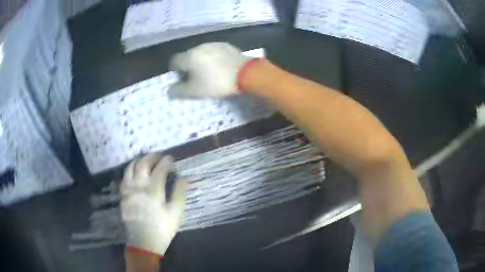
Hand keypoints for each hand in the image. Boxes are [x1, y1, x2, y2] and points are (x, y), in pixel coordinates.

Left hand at [121, 154, 186, 257]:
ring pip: (131, 167)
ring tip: (146, 160)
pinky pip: (124, 177)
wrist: (143, 243)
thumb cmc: (162, 229)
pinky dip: (130, 170)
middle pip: (143, 163)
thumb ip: (179, 194)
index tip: (172, 159)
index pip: (160, 168)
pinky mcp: (122, 195)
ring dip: (139, 160)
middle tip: (159, 156)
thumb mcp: (176, 214)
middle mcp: (139, 186)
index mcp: (153, 190)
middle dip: (152, 157)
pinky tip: (134, 171)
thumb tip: (183, 178)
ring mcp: (128, 189)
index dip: (167, 161)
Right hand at [168, 42, 248, 97]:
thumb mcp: (195, 91)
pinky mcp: (226, 45)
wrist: (246, 74)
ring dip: (201, 62)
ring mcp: (214, 44)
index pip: (174, 61)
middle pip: (188, 57)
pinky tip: (221, 67)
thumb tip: (169, 91)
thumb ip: (178, 91)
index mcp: (190, 56)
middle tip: (197, 79)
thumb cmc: (217, 83)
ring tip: (210, 73)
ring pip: (201, 54)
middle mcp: (200, 46)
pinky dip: (213, 59)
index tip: (183, 80)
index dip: (175, 72)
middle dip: (189, 67)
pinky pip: (214, 52)